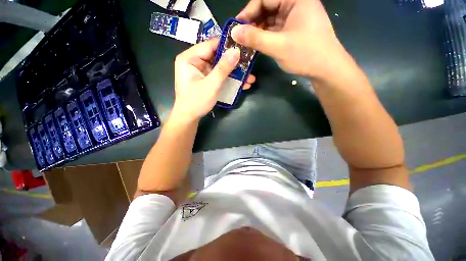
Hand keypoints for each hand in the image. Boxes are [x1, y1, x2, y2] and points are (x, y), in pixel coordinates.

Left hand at [172, 39, 255, 121]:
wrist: (189, 117)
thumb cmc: (196, 101)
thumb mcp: (211, 85)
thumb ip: (223, 68)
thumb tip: (236, 51)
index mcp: (189, 58)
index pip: (210, 45)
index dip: (227, 45)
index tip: (244, 47)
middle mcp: (194, 61)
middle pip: (217, 56)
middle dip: (234, 63)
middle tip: (249, 65)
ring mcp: (201, 71)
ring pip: (220, 67)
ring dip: (234, 73)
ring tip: (250, 78)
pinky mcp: (206, 79)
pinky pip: (219, 75)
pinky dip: (229, 79)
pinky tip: (242, 84)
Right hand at [232, 0, 345, 77]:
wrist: (326, 69)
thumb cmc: (306, 54)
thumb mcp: (278, 46)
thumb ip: (255, 38)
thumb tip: (234, 32)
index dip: (248, 12)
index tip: (236, 28)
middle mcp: (295, 3)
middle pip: (267, 7)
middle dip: (253, 22)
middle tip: (241, 37)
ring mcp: (295, 16)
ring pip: (270, 19)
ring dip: (258, 30)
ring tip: (247, 42)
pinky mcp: (293, 28)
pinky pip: (275, 28)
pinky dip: (265, 35)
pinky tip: (257, 44)